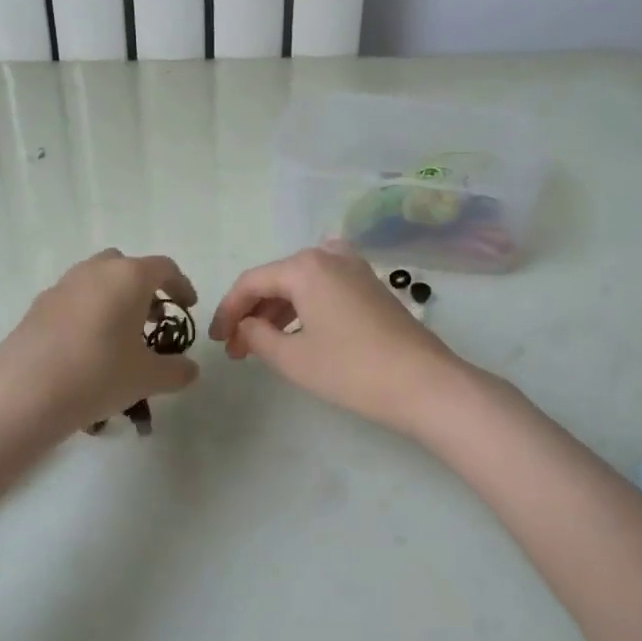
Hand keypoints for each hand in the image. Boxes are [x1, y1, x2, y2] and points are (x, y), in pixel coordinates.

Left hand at [0, 249, 199, 437]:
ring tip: (120, 337)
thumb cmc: (98, 375)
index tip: (187, 308)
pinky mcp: (37, 306)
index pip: (164, 268)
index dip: (181, 286)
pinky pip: (72, 300)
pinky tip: (87, 349)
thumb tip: (190, 370)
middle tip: (152, 321)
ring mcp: (62, 286)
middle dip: (143, 289)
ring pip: (96, 281)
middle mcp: (95, 271)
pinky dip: (87, 314)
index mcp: (128, 277)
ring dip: (113, 299)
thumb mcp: (147, 378)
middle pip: (126, 267)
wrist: (24, 393)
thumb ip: (176, 371)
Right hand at [208, 241, 473, 438]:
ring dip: (277, 312)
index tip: (217, 340)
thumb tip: (246, 326)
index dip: (228, 311)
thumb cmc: (352, 370)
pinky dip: (303, 308)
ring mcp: (355, 269)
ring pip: (301, 284)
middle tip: (238, 349)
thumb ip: (257, 337)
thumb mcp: (293, 358)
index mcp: (305, 266)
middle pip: (276, 279)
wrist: (425, 384)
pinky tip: (298, 334)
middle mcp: (329, 256)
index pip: (251, 282)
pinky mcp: (372, 286)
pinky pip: (324, 288)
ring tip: (261, 346)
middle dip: (252, 313)